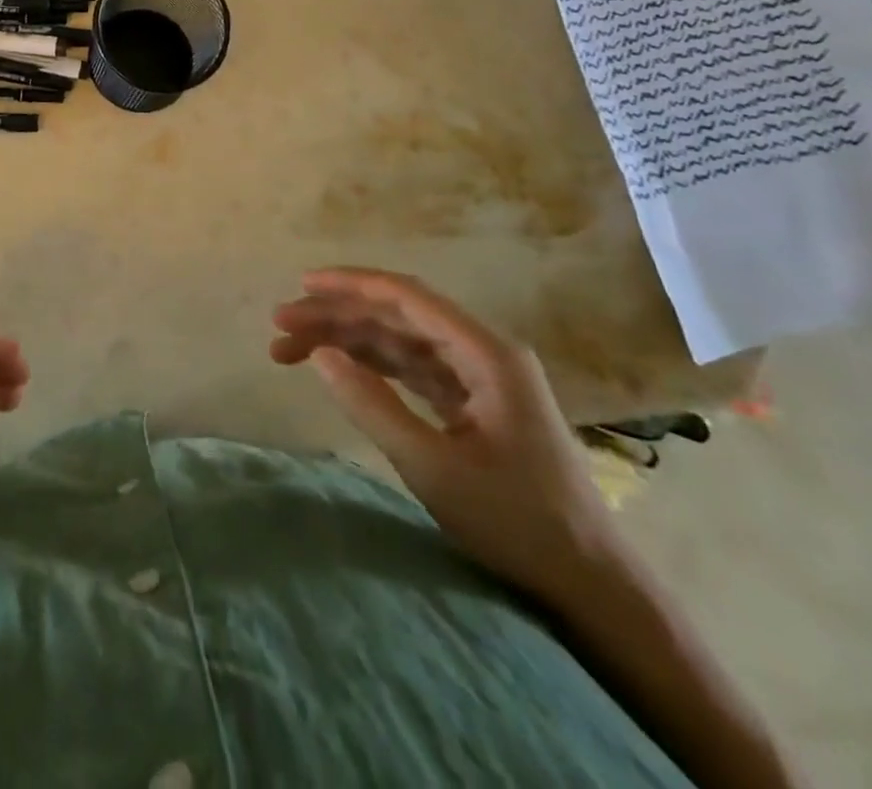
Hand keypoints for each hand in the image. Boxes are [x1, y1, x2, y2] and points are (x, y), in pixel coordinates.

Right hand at [272, 268, 618, 604]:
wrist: (591, 586)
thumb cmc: (517, 522)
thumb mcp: (433, 466)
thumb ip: (371, 404)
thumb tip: (320, 354)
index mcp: (486, 354)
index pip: (407, 297)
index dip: (349, 285)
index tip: (300, 286)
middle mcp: (482, 353)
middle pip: (396, 316)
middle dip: (336, 316)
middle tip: (280, 326)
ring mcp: (479, 378)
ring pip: (399, 341)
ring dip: (347, 341)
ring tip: (291, 350)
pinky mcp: (473, 403)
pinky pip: (411, 368)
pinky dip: (371, 366)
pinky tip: (337, 368)